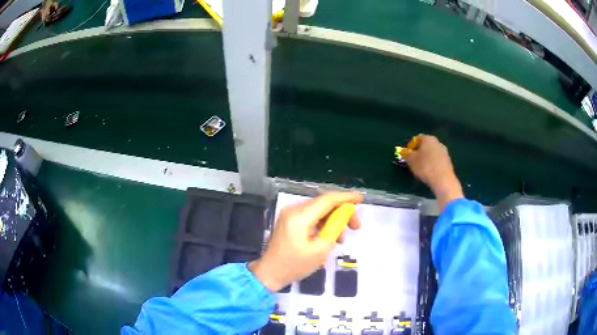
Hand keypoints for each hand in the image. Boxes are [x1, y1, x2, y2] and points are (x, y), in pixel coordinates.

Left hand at [249, 192, 362, 291]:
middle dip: (342, 212)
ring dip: (333, 220)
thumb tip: (343, 216)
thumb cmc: (294, 265)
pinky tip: (329, 237)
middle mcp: (293, 210)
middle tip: (356, 227)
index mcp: (300, 216)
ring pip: (318, 210)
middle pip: (323, 203)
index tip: (361, 199)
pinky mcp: (289, 221)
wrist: (270, 273)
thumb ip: (334, 229)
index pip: (327, 199)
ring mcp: (290, 215)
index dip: (346, 198)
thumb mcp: (320, 250)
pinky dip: (323, 223)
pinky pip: (310, 217)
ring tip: (342, 238)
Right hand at [402, 134, 462, 210]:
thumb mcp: (411, 160)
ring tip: (421, 168)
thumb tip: (403, 151)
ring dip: (426, 157)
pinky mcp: (448, 161)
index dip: (410, 146)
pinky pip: (437, 159)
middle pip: (425, 145)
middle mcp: (437, 142)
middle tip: (413, 161)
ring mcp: (444, 151)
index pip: (417, 138)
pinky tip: (429, 171)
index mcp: (428, 138)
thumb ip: (405, 154)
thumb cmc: (425, 166)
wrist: (443, 179)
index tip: (407, 155)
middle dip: (419, 151)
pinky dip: (432, 163)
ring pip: (431, 152)